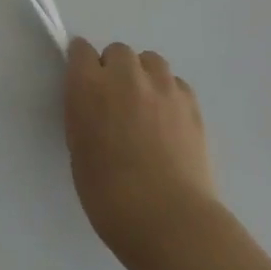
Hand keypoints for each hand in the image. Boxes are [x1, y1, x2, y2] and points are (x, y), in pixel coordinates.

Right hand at [64, 38, 221, 269]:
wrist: (167, 219)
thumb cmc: (108, 193)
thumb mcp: (78, 148)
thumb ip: (84, 114)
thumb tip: (95, 107)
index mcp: (88, 86)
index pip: (80, 49)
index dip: (82, 65)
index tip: (83, 83)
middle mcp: (124, 76)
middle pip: (118, 51)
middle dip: (114, 69)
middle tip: (116, 101)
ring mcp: (162, 87)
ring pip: (151, 61)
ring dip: (144, 75)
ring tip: (145, 106)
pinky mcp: (191, 104)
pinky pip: (176, 83)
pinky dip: (169, 94)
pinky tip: (169, 121)